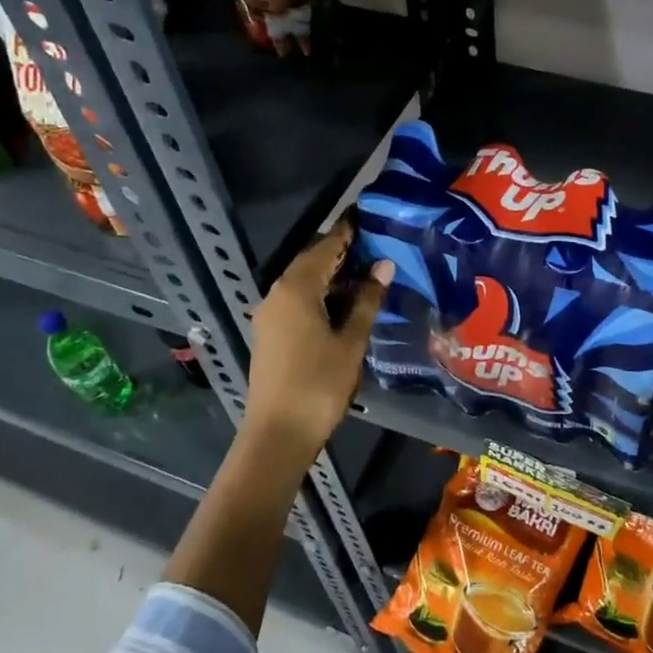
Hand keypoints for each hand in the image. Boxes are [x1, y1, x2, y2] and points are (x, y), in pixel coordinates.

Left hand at [244, 221, 393, 460]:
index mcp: (295, 289)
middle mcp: (276, 294)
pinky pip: (296, 301)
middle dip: (341, 254)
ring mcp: (269, 315)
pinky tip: (343, 305)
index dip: (347, 233)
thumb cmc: (319, 384)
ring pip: (303, 284)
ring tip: (367, 275)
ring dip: (331, 277)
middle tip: (375, 247)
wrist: (278, 434)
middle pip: (310, 263)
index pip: (324, 248)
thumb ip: (367, 301)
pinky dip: (320, 295)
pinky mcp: (270, 334)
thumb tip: (383, 266)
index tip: (369, 219)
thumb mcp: (351, 342)